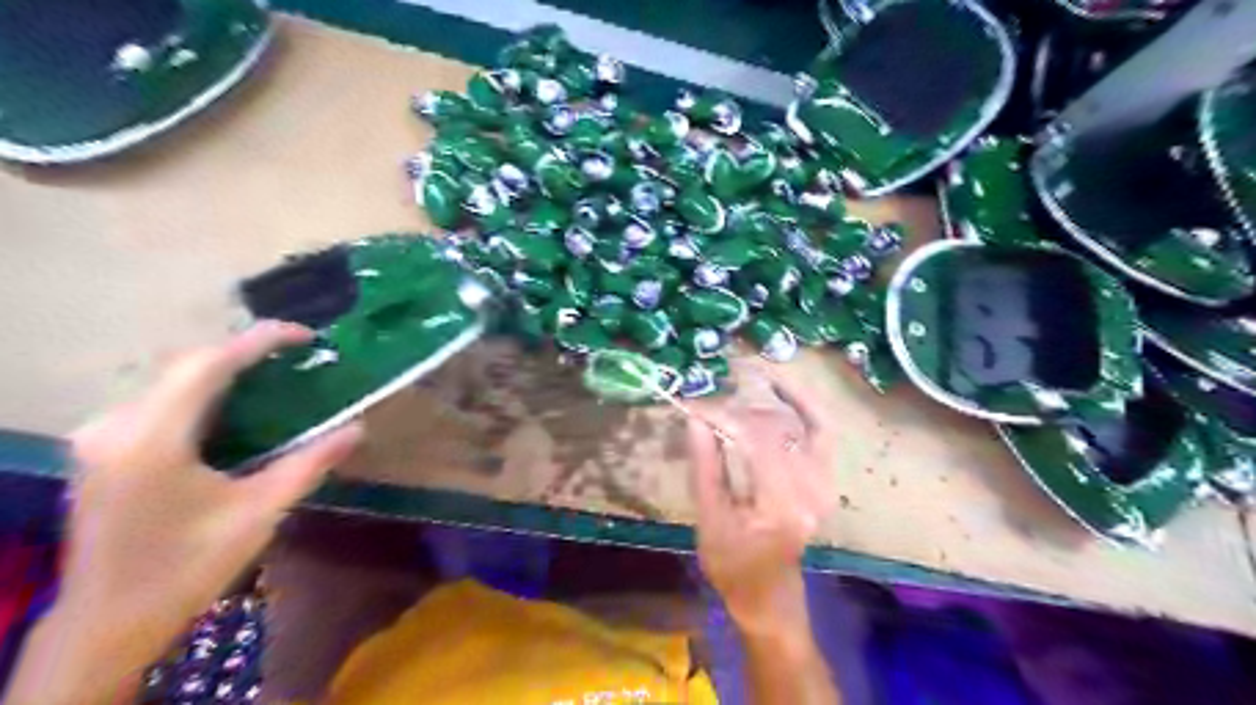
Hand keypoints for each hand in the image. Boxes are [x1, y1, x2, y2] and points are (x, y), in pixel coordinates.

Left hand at [12, 322, 364, 701]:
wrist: (108, 622)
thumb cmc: (188, 567)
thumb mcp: (259, 513)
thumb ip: (310, 463)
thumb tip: (357, 427)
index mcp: (152, 439)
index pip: (208, 364)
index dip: (259, 340)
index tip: (307, 336)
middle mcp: (115, 426)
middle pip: (185, 364)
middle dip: (243, 352)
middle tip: (297, 357)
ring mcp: (100, 437)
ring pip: (169, 380)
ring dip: (222, 370)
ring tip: (273, 374)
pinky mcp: (101, 449)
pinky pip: (157, 400)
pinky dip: (200, 391)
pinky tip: (232, 405)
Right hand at [685, 360, 831, 634]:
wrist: (767, 592)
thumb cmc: (731, 563)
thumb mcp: (709, 517)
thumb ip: (705, 463)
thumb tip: (695, 415)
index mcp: (779, 505)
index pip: (754, 439)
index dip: (722, 415)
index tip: (694, 404)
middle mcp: (811, 490)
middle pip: (777, 427)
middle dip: (739, 407)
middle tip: (709, 396)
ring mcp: (825, 482)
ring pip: (804, 421)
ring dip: (774, 398)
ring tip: (745, 376)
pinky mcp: (825, 478)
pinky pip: (820, 430)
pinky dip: (803, 406)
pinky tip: (782, 389)